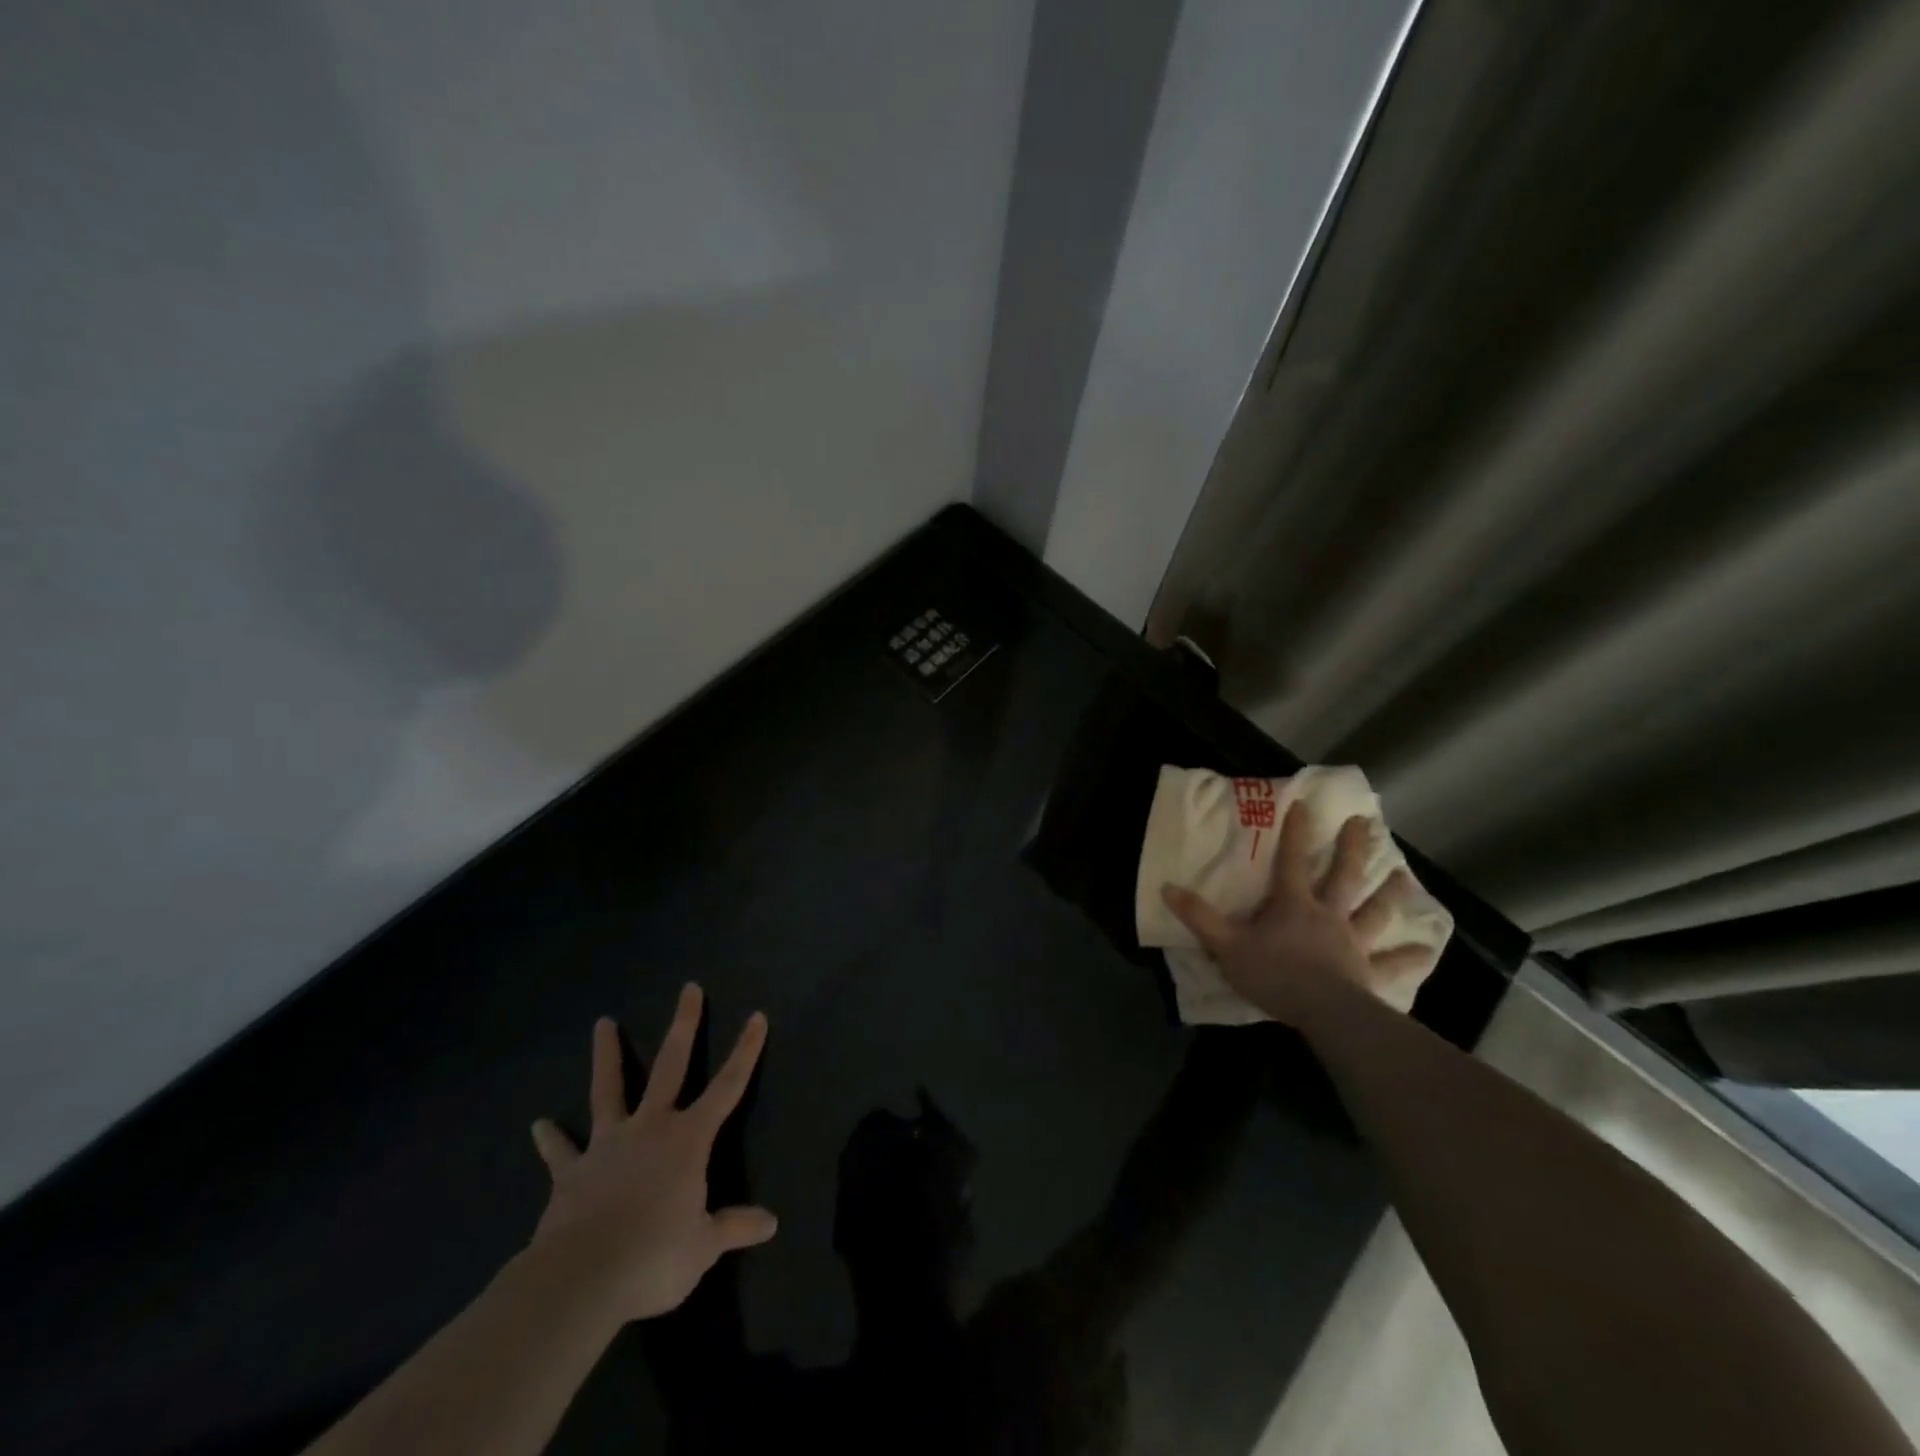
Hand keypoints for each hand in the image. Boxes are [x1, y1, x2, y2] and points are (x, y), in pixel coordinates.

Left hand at [526, 984, 776, 1322]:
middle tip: (689, 988)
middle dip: (684, 1025)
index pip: (728, 1086)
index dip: (745, 1051)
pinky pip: (561, 1152)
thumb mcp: (703, 1247)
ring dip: (608, 1056)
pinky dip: (552, 1139)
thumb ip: (733, 1227)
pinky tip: (539, 1126)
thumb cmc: (653, 1256)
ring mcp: (608, 1145)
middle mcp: (651, 1128)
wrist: (581, 1278)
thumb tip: (770, 1223)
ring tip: (602, 1024)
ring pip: (609, 1090)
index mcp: (688, 1140)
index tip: (756, 1016)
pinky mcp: (571, 1172)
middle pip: (671, 1066)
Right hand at [1161, 802, 1430, 1025]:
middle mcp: (1328, 916)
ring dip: (1390, 895)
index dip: (1296, 833)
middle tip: (1366, 824)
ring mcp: (1352, 943)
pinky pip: (1392, 963)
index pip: (1292, 862)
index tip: (1304, 804)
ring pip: (1374, 912)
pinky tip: (1429, 949)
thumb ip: (1198, 917)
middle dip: (1353, 849)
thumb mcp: (1226, 945)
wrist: (1323, 1013)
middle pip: (1344, 877)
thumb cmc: (1274, 974)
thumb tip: (1166, 887)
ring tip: (1404, 876)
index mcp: (1293, 905)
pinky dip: (1410, 956)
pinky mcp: (1368, 972)